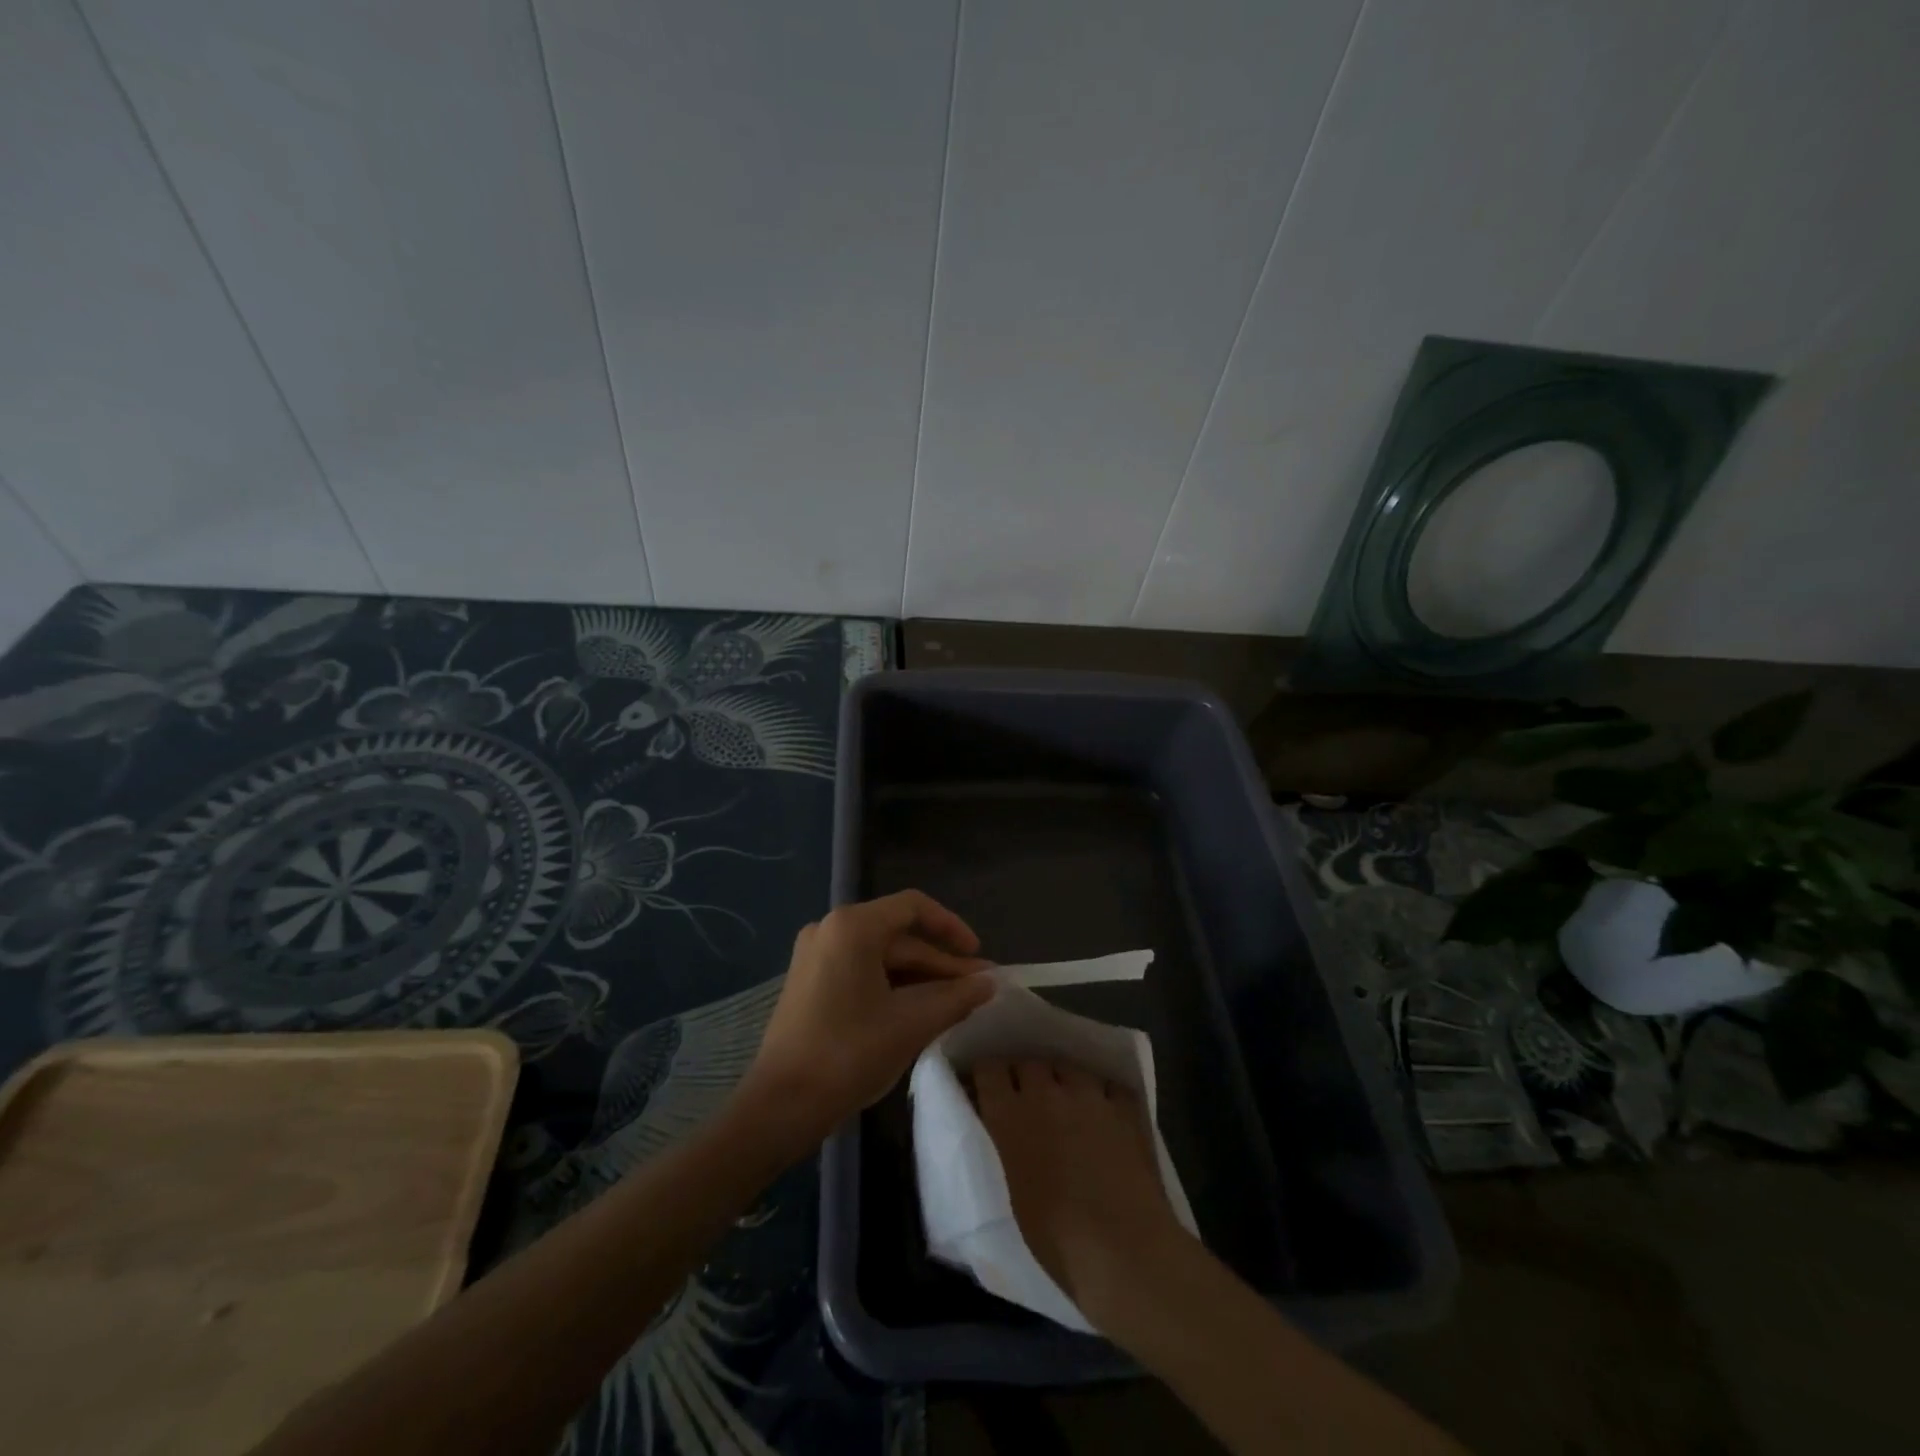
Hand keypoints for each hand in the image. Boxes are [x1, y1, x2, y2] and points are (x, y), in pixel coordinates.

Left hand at [736, 891, 994, 1149]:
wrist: (780, 1106)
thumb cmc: (848, 1054)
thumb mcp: (911, 1024)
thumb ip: (956, 998)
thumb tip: (990, 983)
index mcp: (852, 926)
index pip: (913, 907)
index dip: (951, 927)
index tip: (978, 955)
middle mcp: (831, 929)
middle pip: (898, 935)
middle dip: (940, 962)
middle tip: (978, 989)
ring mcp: (816, 955)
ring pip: (881, 956)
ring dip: (920, 977)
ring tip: (956, 1003)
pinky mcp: (810, 982)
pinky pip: (862, 971)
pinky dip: (893, 986)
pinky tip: (920, 1010)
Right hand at [973, 1059, 1192, 1330]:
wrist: (1124, 1249)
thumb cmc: (1057, 1238)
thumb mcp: (1014, 1191)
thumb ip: (1007, 1147)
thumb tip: (1006, 1132)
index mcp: (1010, 1116)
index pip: (987, 1069)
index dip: (985, 1074)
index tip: (985, 1086)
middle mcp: (1046, 1094)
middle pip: (1028, 1062)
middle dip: (1023, 1075)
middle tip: (1025, 1097)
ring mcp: (1089, 1096)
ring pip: (1068, 1066)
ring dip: (1062, 1079)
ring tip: (1066, 1099)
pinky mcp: (1124, 1107)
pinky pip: (1108, 1085)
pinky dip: (1103, 1094)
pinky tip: (1105, 1111)